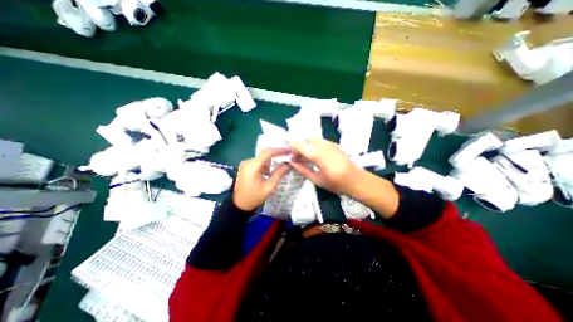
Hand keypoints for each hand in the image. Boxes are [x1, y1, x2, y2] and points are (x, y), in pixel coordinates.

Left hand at [232, 147, 290, 210]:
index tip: (289, 151)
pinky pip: (258, 162)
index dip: (280, 150)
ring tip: (282, 164)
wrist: (239, 205)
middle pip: (265, 154)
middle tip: (288, 157)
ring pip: (262, 158)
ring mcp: (246, 164)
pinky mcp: (246, 167)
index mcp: (253, 166)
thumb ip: (279, 174)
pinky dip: (266, 164)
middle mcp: (248, 161)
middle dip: (277, 155)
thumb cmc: (254, 197)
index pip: (268, 152)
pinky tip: (271, 170)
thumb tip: (288, 164)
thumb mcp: (269, 187)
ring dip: (272, 161)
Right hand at [289, 139, 363, 195]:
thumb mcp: (317, 180)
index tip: (283, 140)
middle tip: (297, 158)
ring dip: (307, 145)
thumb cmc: (336, 183)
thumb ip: (303, 169)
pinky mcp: (335, 144)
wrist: (357, 180)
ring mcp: (331, 144)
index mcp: (319, 156)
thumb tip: (292, 162)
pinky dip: (314, 145)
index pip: (301, 146)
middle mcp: (324, 146)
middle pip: (307, 140)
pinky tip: (315, 155)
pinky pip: (320, 141)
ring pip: (314, 139)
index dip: (291, 142)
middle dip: (300, 146)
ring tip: (305, 157)